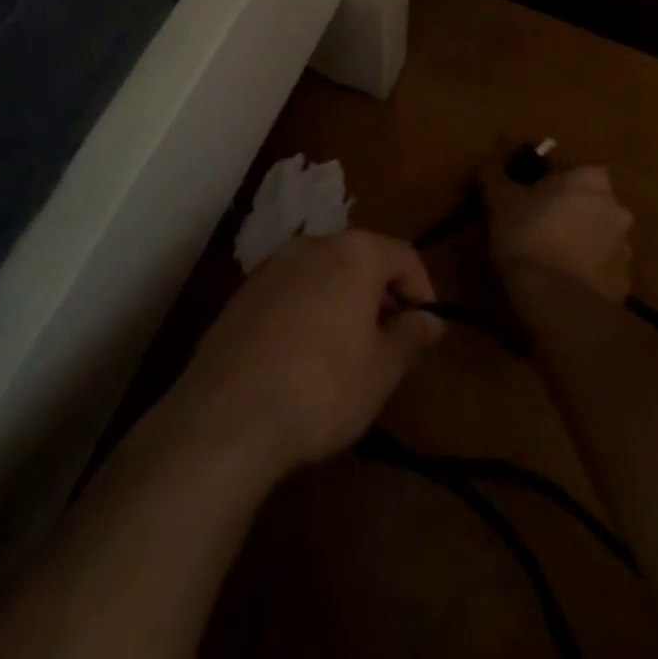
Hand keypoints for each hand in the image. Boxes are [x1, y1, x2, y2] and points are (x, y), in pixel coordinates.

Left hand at [173, 230, 444, 474]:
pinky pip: (290, 293)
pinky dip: (307, 313)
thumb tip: (430, 319)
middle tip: (389, 343)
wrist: (227, 414)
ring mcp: (272, 266)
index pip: (403, 255)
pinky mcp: (242, 294)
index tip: (425, 329)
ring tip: (347, 354)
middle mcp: (313, 245)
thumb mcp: (382, 369)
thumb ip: (411, 337)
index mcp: (355, 252)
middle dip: (381, 296)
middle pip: (361, 259)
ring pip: (323, 275)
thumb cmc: (323, 386)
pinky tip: (302, 359)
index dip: (422, 290)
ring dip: (342, 303)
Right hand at [484, 163, 633, 302]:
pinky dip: (584, 271)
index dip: (542, 182)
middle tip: (535, 225)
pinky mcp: (624, 283)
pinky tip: (561, 282)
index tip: (524, 197)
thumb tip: (491, 167)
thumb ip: (497, 177)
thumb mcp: (501, 199)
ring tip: (548, 258)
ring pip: (596, 235)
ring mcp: (625, 247)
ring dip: (578, 240)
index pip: (565, 170)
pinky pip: (599, 268)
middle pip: (586, 202)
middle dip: (565, 210)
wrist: (557, 300)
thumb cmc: (528, 235)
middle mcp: (616, 206)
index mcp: (590, 178)